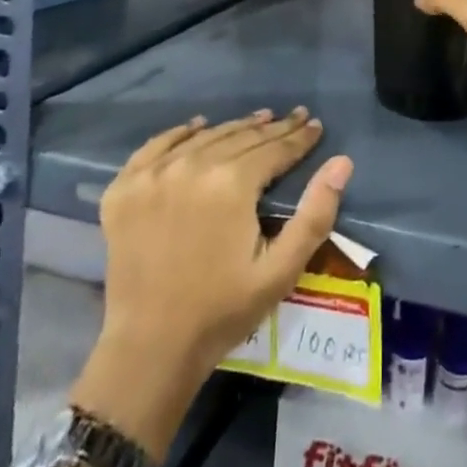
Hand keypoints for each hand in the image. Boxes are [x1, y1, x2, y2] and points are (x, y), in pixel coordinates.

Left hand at [96, 108, 353, 380]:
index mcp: (232, 183)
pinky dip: (180, 133)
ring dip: (235, 127)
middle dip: (273, 128)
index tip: (316, 125)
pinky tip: (197, 126)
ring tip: (258, 119)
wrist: (149, 349)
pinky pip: (157, 146)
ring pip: (205, 137)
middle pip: (241, 137)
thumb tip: (342, 162)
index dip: (299, 137)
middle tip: (294, 117)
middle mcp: (192, 165)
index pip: (274, 148)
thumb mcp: (281, 270)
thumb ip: (315, 214)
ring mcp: (154, 174)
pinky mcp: (125, 188)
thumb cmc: (222, 311)